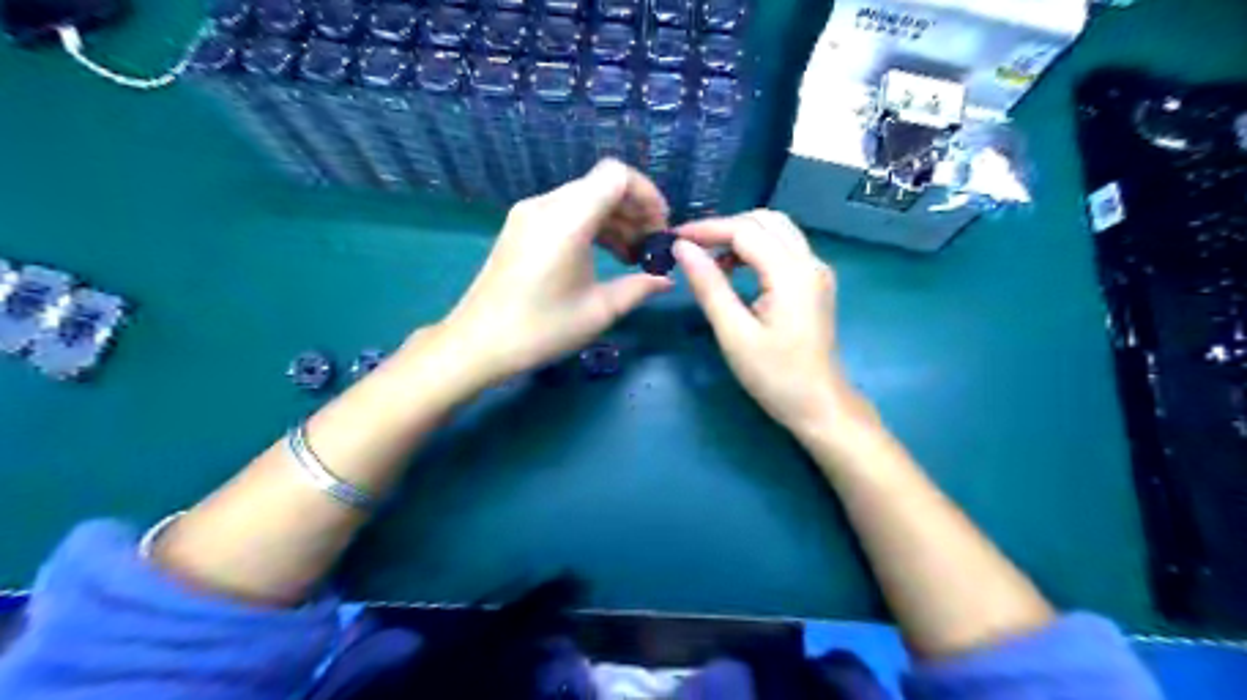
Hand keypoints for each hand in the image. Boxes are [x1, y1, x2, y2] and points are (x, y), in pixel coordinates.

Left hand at [437, 159, 672, 386]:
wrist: (478, 343)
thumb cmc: (541, 329)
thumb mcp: (598, 311)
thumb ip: (639, 288)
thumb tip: (666, 280)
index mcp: (567, 220)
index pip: (616, 175)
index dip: (647, 194)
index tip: (660, 227)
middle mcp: (546, 205)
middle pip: (602, 185)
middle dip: (634, 210)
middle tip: (651, 246)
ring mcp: (528, 213)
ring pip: (584, 198)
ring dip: (614, 219)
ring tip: (632, 255)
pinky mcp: (520, 227)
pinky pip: (565, 211)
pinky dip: (591, 225)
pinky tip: (604, 255)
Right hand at [672, 209, 875, 434]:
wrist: (819, 405)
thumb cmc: (775, 376)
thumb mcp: (734, 333)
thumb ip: (709, 286)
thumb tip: (682, 248)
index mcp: (791, 273)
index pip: (745, 230)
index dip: (707, 229)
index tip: (674, 238)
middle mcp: (810, 262)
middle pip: (765, 220)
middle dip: (725, 227)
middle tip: (691, 247)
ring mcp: (817, 271)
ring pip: (776, 230)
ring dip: (741, 235)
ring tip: (709, 258)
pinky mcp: (815, 282)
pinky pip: (784, 248)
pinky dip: (756, 248)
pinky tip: (734, 269)